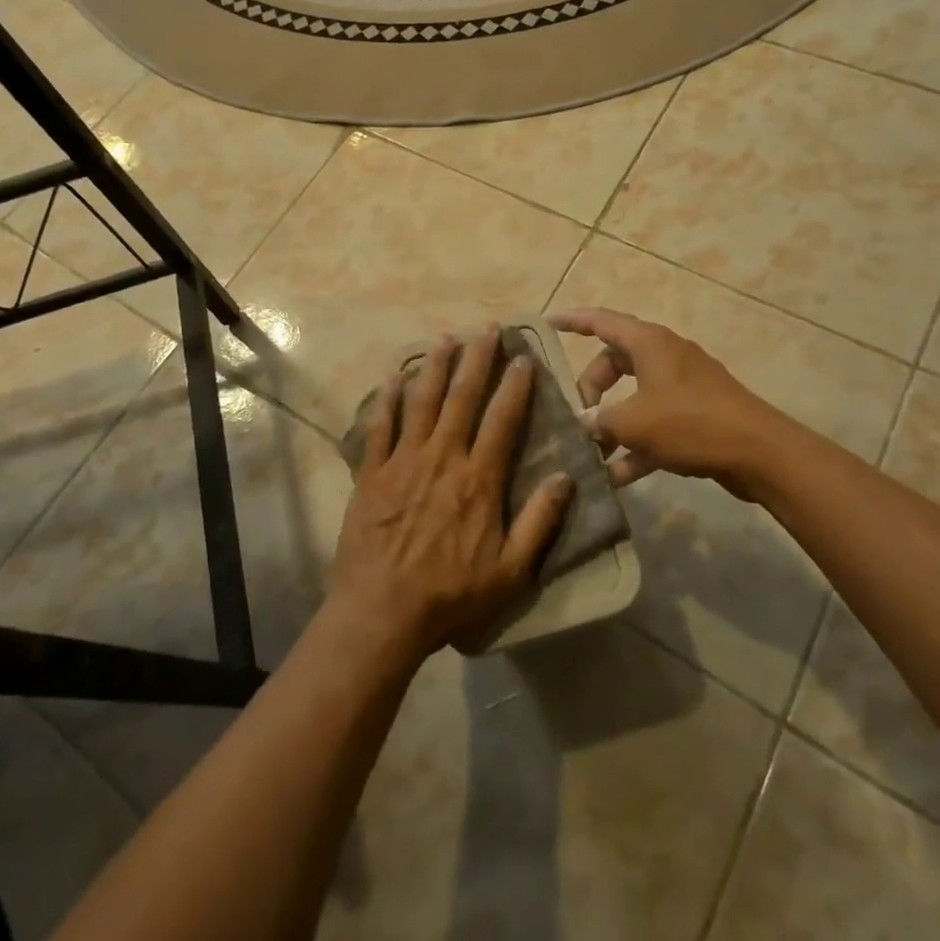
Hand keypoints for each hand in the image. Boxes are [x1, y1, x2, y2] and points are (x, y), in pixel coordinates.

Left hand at [328, 327, 574, 661]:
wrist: (382, 612)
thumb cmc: (451, 595)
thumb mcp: (511, 571)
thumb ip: (540, 522)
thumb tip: (566, 478)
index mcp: (478, 479)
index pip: (503, 419)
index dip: (515, 386)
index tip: (523, 357)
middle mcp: (443, 457)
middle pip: (462, 397)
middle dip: (477, 359)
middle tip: (486, 328)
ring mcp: (404, 461)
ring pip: (422, 401)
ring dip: (434, 366)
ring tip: (445, 338)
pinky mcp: (372, 472)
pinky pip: (380, 425)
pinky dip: (387, 397)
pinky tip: (393, 375)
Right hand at [549, 307, 790, 496]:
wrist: (759, 452)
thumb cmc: (690, 422)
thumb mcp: (633, 422)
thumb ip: (599, 421)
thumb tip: (582, 424)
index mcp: (648, 343)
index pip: (601, 321)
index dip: (572, 321)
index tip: (548, 323)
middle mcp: (664, 356)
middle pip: (614, 362)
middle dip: (591, 388)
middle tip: (579, 415)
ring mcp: (682, 385)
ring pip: (634, 395)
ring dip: (612, 421)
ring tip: (591, 451)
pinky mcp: (696, 413)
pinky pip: (654, 421)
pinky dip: (636, 442)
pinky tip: (617, 476)